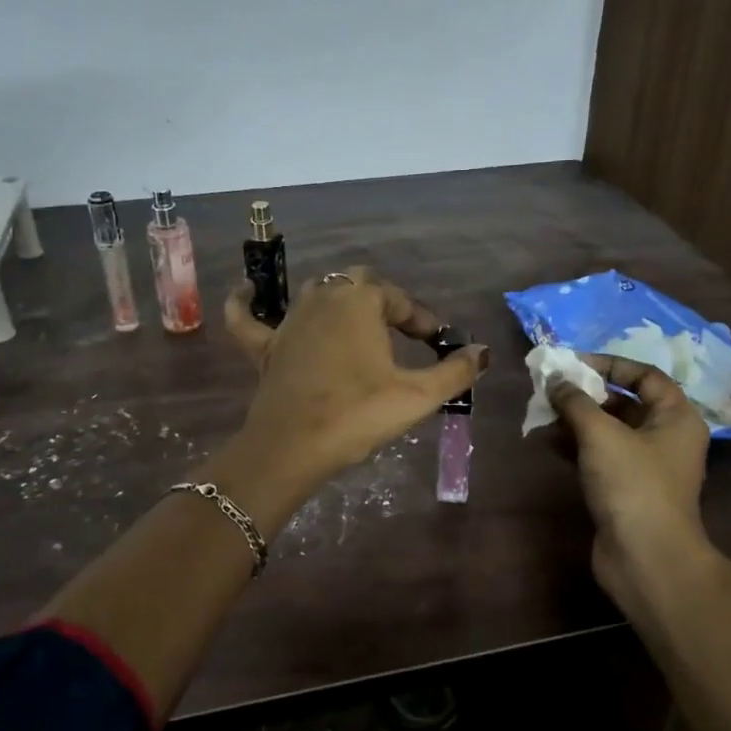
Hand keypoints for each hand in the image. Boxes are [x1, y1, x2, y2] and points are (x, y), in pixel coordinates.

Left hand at [223, 267, 488, 493]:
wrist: (292, 447)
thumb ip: (455, 372)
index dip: (422, 319)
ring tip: (356, 323)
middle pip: (357, 283)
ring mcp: (288, 321)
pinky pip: (247, 317)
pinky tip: (246, 291)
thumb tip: (484, 353)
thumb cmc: (358, 415)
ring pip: (314, 293)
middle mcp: (322, 299)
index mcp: (360, 302)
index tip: (437, 342)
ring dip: (337, 302)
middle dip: (382, 301)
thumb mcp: (417, 396)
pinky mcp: (263, 347)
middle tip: (400, 332)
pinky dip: (246, 303)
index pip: (399, 299)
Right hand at [549, 356, 712, 608]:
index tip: (573, 363)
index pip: (644, 375)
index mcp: (676, 417)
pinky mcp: (625, 489)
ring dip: (575, 419)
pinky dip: (574, 445)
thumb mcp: (601, 434)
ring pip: (607, 430)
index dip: (609, 363)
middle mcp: (665, 437)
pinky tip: (546, 440)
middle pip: (624, 402)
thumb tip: (556, 379)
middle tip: (550, 388)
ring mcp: (645, 466)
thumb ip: (576, 401)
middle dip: (585, 393)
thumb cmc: (632, 485)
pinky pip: (598, 455)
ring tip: (541, 413)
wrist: (645, 558)